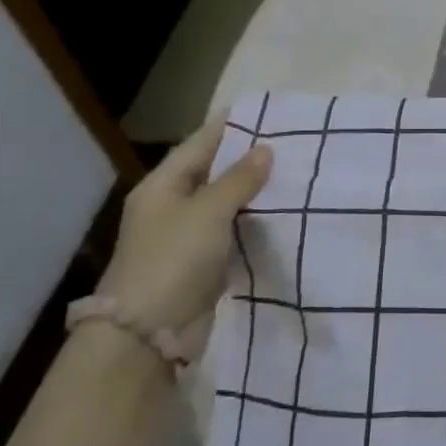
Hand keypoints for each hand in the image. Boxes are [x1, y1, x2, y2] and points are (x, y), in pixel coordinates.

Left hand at [93, 120, 271, 353]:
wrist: (149, 331)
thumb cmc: (173, 260)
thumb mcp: (208, 212)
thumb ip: (239, 180)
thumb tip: (265, 150)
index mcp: (162, 187)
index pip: (199, 145)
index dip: (230, 128)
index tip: (266, 114)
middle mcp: (171, 207)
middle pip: (212, 174)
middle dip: (248, 161)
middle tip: (292, 145)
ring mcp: (186, 238)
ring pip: (226, 205)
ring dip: (255, 194)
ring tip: (296, 177)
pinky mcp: (202, 265)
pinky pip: (232, 234)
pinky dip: (254, 224)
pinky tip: (283, 217)